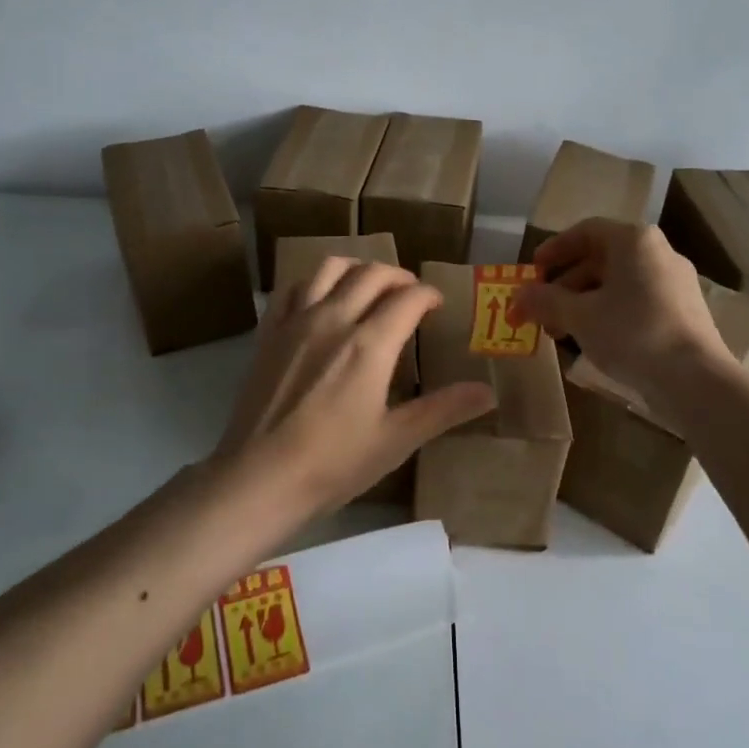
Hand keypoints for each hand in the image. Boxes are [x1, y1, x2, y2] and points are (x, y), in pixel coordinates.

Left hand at [215, 258, 495, 512]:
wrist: (259, 479)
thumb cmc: (333, 463)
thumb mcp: (396, 440)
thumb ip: (443, 410)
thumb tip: (489, 393)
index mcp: (369, 344)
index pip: (408, 299)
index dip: (429, 294)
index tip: (437, 304)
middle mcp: (333, 319)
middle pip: (372, 274)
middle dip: (399, 276)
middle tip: (411, 294)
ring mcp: (296, 321)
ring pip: (330, 268)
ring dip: (357, 269)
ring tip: (369, 287)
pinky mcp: (269, 332)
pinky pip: (293, 287)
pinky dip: (315, 282)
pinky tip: (322, 300)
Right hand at [510, 219, 730, 402]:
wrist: (695, 378)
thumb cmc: (632, 333)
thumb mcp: (579, 316)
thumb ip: (544, 301)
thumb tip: (517, 296)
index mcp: (633, 241)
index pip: (585, 231)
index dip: (554, 249)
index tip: (532, 271)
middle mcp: (657, 252)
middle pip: (600, 258)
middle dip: (564, 285)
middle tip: (540, 310)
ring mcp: (674, 282)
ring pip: (617, 283)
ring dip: (583, 302)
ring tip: (560, 332)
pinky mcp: (683, 310)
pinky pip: (636, 300)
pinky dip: (609, 312)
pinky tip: (593, 340)